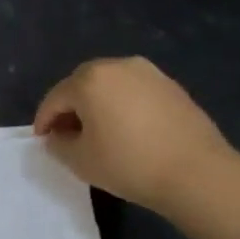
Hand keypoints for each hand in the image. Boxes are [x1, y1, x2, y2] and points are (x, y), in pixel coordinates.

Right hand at [33, 57, 232, 213]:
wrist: (197, 172)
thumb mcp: (80, 161)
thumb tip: (57, 137)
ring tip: (98, 132)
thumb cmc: (129, 163)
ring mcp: (149, 73)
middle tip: (67, 134)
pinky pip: (134, 92)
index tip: (42, 140)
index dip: (44, 121)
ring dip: (98, 104)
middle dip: (70, 107)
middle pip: (82, 84)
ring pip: (110, 86)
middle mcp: (118, 66)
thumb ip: (59, 144)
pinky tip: (127, 130)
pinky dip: (123, 106)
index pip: (56, 98)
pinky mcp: (171, 86)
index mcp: (90, 80)